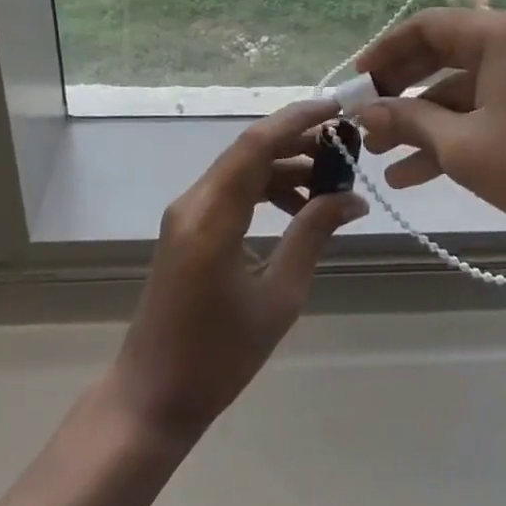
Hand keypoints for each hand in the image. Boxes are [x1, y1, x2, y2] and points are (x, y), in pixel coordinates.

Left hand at [109, 99, 367, 443]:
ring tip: (331, 181)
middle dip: (299, 141)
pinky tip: (299, 208)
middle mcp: (194, 201)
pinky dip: (266, 188)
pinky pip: (232, 190)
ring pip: (242, 168)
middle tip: (346, 147)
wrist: (152, 396)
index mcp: (213, 216)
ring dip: (285, 166)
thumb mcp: (279, 297)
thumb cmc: (219, 356)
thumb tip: (353, 198)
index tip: (338, 109)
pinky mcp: (187, 226)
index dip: (298, 119)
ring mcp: (186, 212)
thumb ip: (312, 236)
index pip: (257, 144)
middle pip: (250, 150)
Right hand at [353, 9, 505, 264]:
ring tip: (378, 155)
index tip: (355, 82)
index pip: (427, 26)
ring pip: (460, 89)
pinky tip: (411, 174)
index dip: (385, 51)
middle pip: (442, 55)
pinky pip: (485, 111)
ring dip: (420, 120)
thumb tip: (364, 112)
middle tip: (363, 118)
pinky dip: (452, 135)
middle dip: (399, 90)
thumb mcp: (463, 147)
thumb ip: (408, 122)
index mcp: (501, 35)